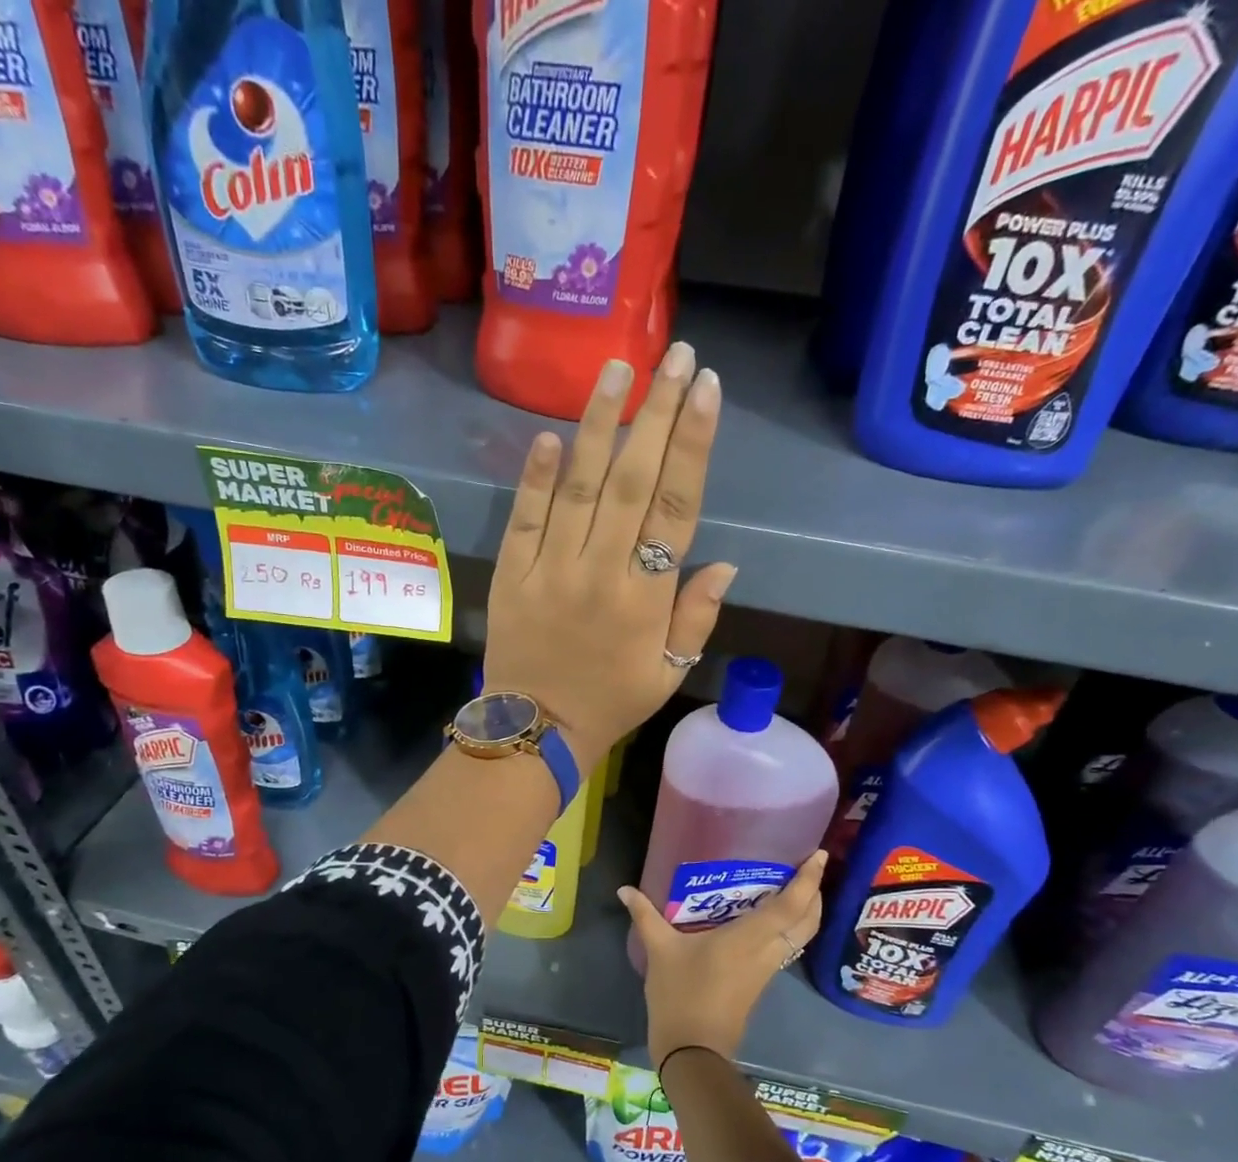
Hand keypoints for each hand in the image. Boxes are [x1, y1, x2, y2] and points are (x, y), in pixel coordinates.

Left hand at [483, 344, 735, 774]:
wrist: (536, 730)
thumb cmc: (611, 702)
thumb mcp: (670, 673)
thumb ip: (697, 618)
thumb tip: (725, 562)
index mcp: (647, 599)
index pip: (677, 508)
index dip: (692, 444)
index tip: (705, 389)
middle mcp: (602, 573)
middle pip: (633, 481)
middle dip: (655, 413)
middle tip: (672, 354)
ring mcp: (551, 570)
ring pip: (580, 488)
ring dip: (599, 426)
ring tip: (616, 370)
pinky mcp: (512, 574)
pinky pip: (524, 518)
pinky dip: (535, 477)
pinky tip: (549, 435)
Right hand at [618, 851, 825, 1066]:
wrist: (693, 1051)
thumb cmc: (680, 994)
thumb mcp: (659, 950)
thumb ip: (645, 915)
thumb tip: (625, 889)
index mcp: (749, 938)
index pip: (791, 905)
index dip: (808, 880)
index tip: (818, 855)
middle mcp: (767, 951)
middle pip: (807, 921)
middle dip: (815, 893)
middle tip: (808, 867)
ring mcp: (767, 969)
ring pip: (801, 936)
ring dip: (806, 912)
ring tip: (793, 887)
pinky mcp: (761, 981)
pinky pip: (787, 947)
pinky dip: (790, 928)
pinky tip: (769, 919)